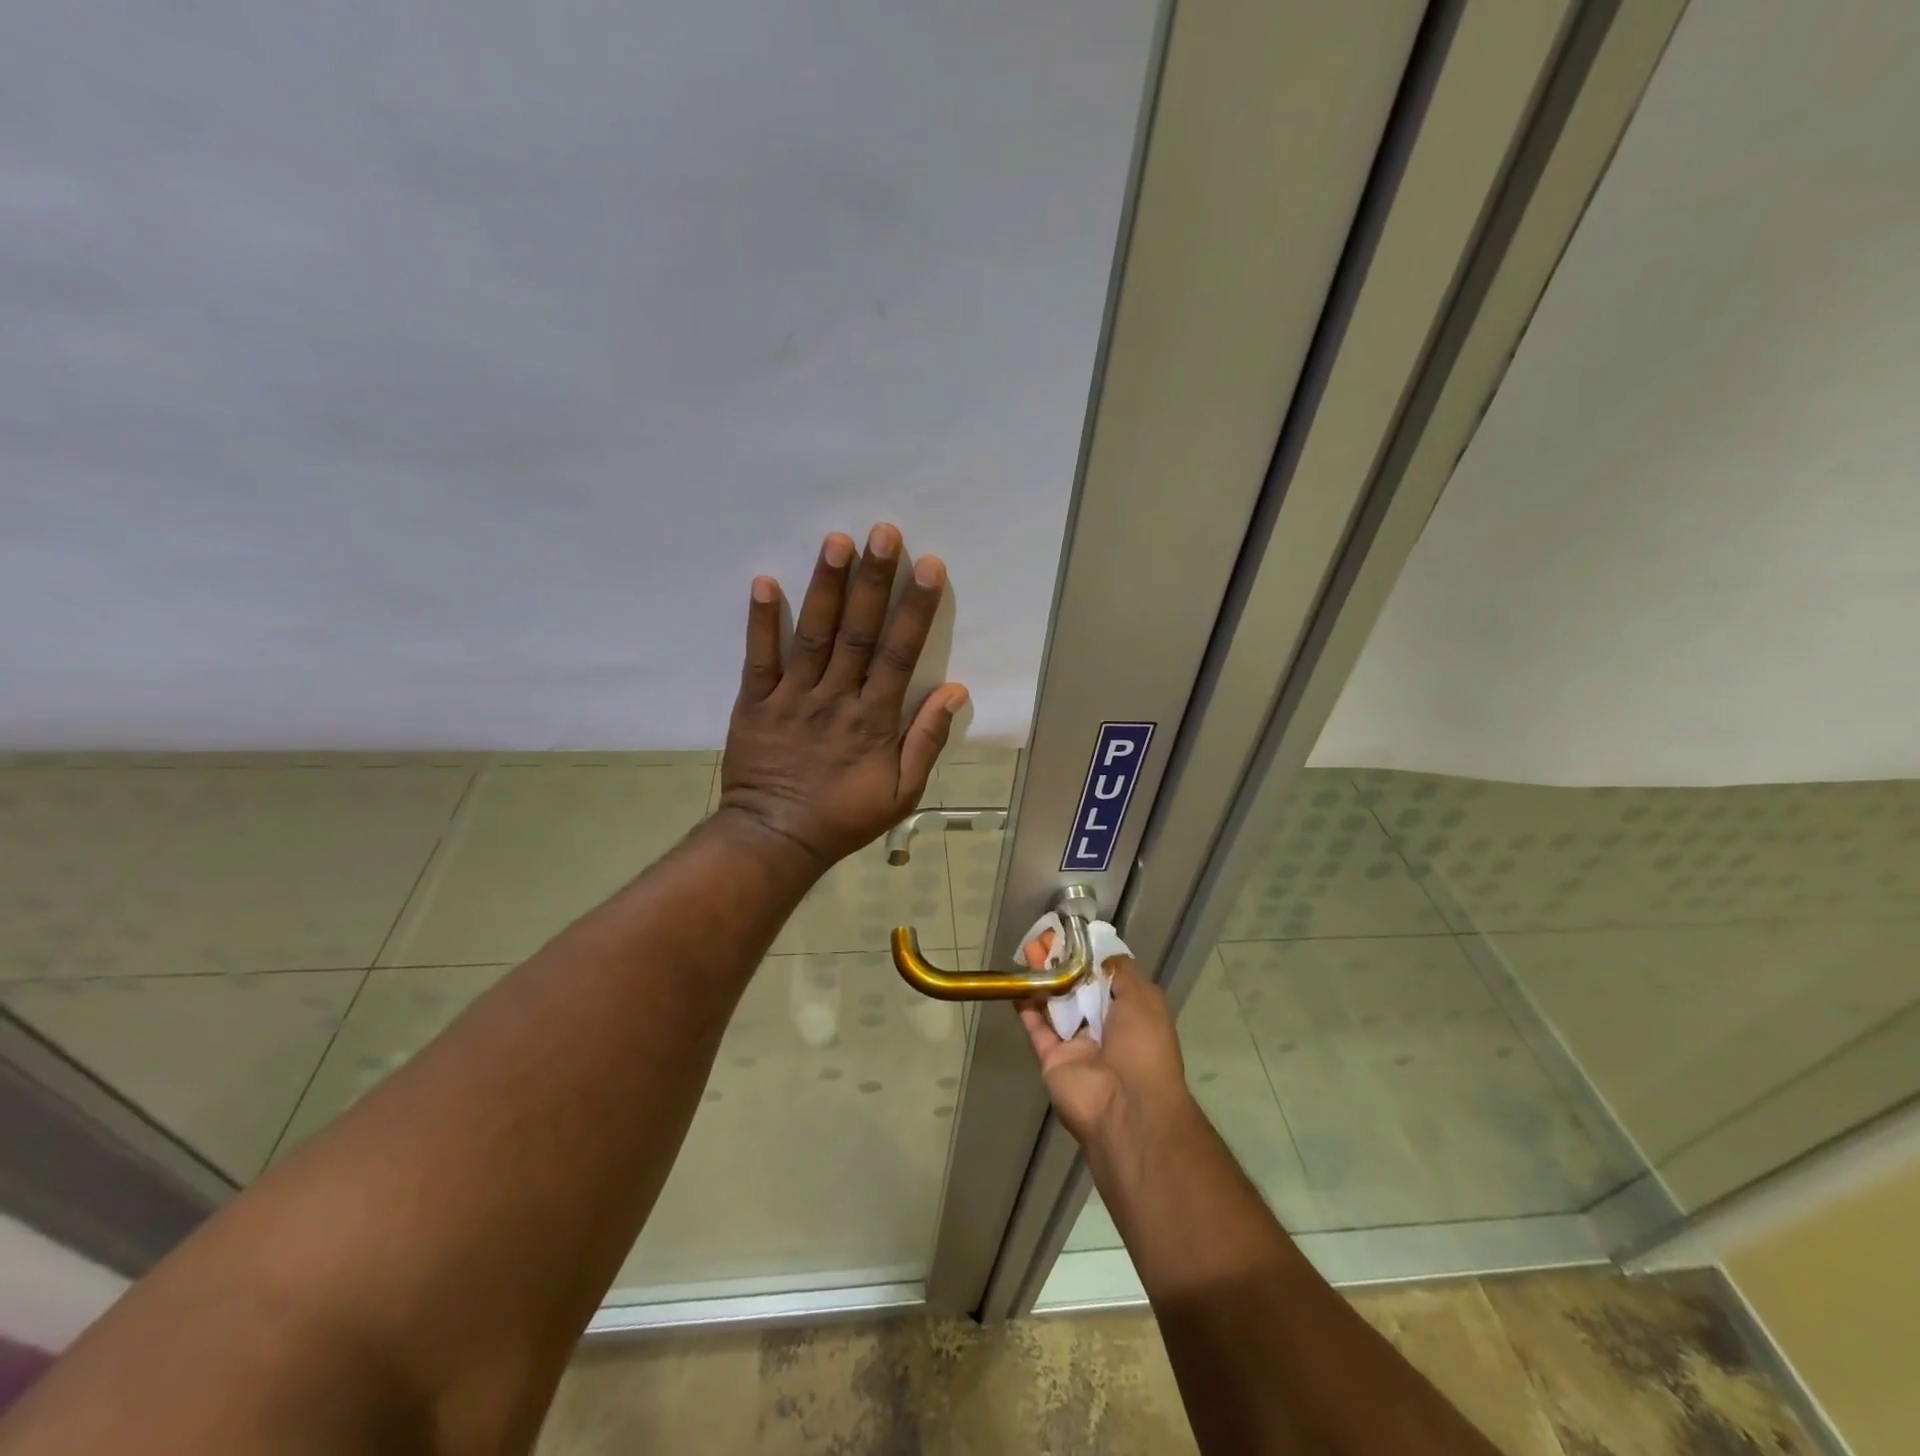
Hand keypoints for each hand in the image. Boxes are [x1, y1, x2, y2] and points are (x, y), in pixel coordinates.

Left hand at [717, 523, 968, 874]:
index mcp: (874, 720)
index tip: (928, 566)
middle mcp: (835, 699)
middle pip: (858, 633)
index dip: (915, 610)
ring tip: (835, 541)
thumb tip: (954, 691)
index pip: (900, 655)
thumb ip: (926, 741)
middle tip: (883, 532)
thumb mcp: (902, 792)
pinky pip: (757, 659)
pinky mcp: (754, 703)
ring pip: (812, 636)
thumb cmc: (844, 816)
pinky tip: (763, 581)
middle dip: (873, 582)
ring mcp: (792, 698)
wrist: (775, 838)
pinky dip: (760, 622)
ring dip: (825, 587)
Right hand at [1016, 949, 1193, 1153]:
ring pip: (1055, 1003)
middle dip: (1061, 961)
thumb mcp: (1143, 998)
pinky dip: (1026, 1007)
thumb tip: (1102, 954)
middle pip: (1077, 986)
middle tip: (1042, 938)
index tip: (1070, 933)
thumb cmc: (1142, 1047)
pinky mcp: (1052, 1058)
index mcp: (1130, 1012)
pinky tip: (1015, 984)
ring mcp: (1076, 1043)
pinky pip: (1036, 1029)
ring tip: (1027, 949)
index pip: (1106, 975)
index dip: (1087, 953)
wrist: (1126, 1106)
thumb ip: (1121, 971)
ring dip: (1042, 977)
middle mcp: (1104, 1026)